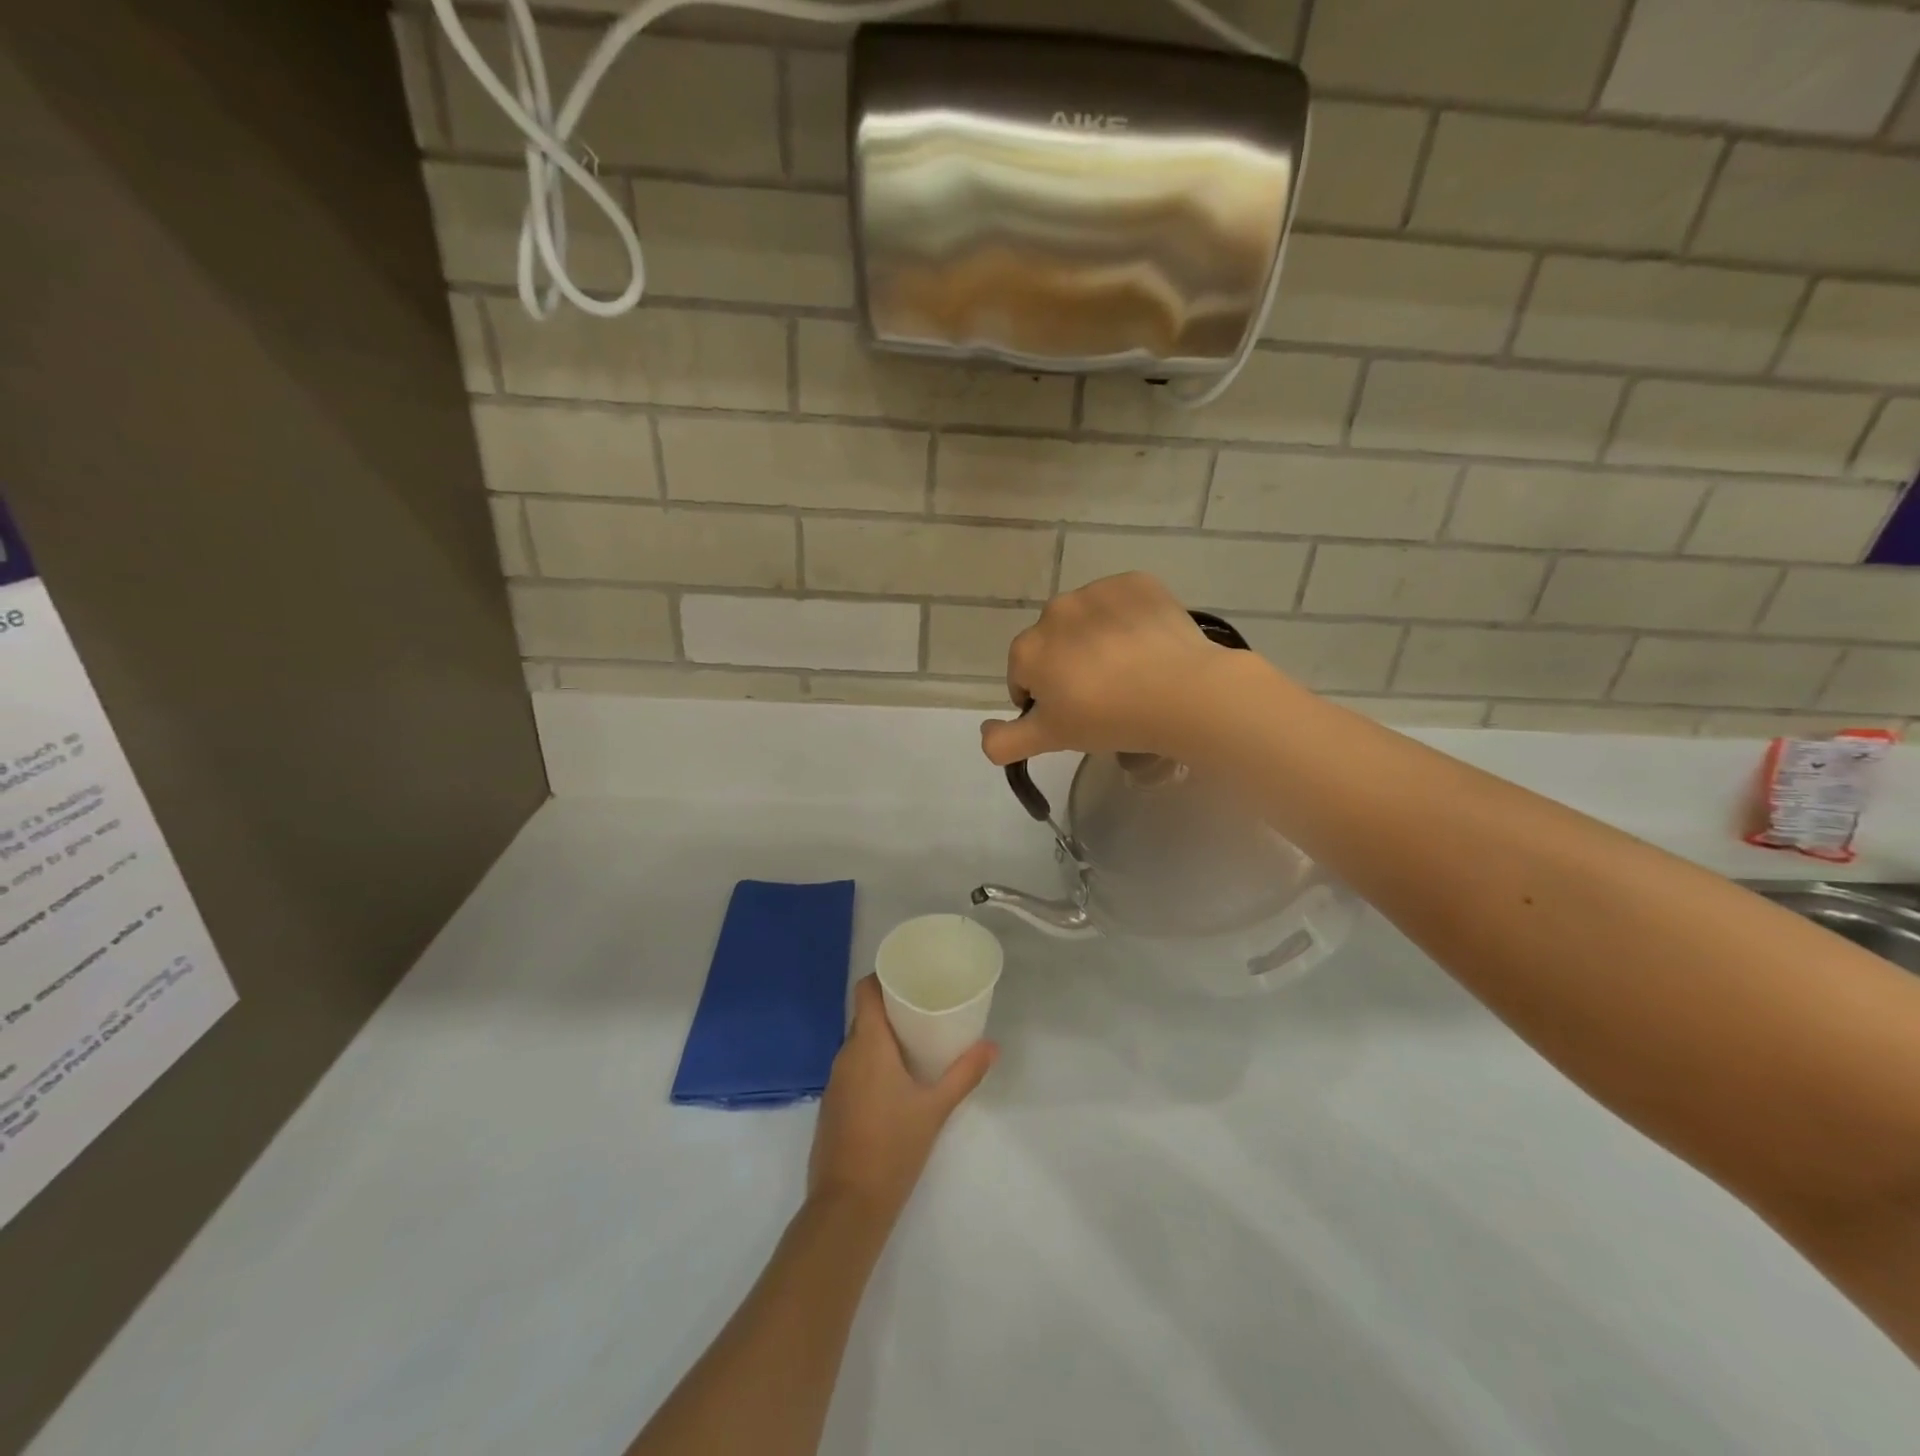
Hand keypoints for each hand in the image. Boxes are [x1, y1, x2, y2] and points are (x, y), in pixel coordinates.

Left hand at [808, 977, 995, 1221]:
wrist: (847, 1205)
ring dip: (882, 1038)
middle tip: (925, 1006)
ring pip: (858, 1044)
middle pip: (865, 1016)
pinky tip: (895, 1079)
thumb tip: (992, 1046)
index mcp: (867, 1045)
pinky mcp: (832, 1106)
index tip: (909, 975)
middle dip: (892, 1009)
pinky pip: (853, 1069)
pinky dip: (872, 1064)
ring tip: (916, 1040)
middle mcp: (845, 1055)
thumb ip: (964, 1074)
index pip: (865, 991)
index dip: (883, 977)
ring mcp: (835, 1082)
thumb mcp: (935, 1109)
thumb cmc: (893, 1147)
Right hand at [979, 572, 1261, 766]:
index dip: (1042, 700)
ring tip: (1129, 671)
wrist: (1181, 692)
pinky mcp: (1136, 582)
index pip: (1022, 677)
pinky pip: (1122, 602)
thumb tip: (984, 734)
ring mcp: (1096, 591)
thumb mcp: (1050, 739)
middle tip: (1102, 696)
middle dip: (1067, 665)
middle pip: (1053, 644)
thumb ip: (1005, 741)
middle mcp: (1054, 611)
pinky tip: (1148, 646)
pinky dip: (1128, 619)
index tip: (1071, 716)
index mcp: (1027, 649)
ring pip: (1087, 620)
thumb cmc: (1108, 719)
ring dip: (1096, 640)